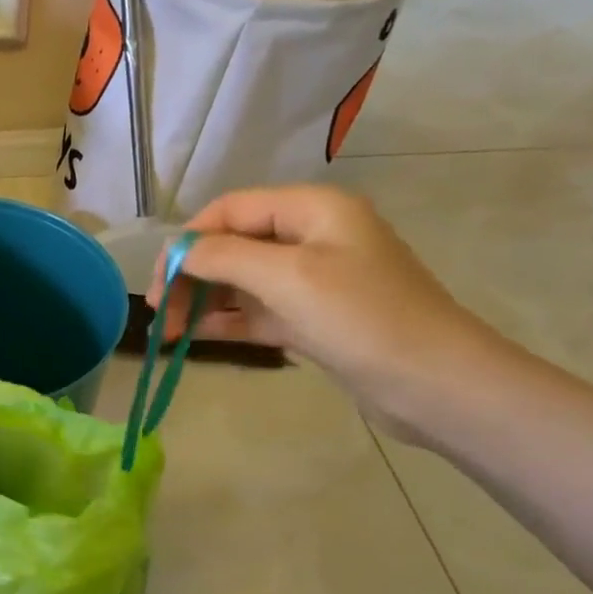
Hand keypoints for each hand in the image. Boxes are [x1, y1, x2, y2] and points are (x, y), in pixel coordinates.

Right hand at [151, 186, 507, 432]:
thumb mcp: (288, 277)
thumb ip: (225, 256)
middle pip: (232, 244)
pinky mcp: (312, 318)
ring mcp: (312, 280)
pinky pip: (256, 310)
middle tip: (159, 312)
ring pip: (240, 281)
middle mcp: (310, 236)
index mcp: (312, 209)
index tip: (159, 281)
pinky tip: (194, 336)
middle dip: (191, 275)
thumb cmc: (362, 318)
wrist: (433, 384)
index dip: (188, 240)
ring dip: (202, 301)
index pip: (230, 209)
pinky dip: (225, 320)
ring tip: (169, 331)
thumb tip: (180, 252)